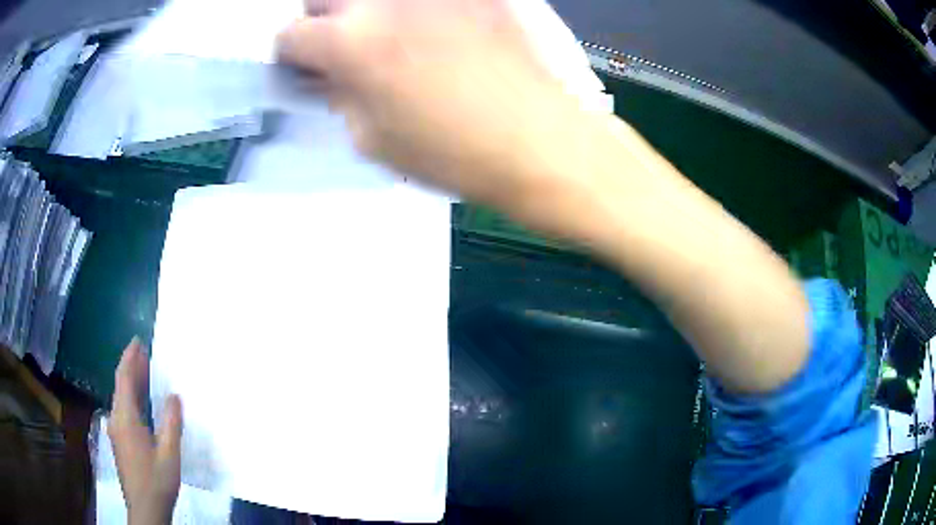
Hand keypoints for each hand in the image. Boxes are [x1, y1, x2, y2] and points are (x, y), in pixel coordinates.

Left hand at [109, 338, 182, 524]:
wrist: (145, 508)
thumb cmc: (157, 480)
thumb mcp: (169, 453)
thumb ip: (171, 423)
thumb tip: (174, 395)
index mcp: (125, 418)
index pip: (124, 379)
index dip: (129, 358)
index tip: (137, 341)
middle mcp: (116, 419)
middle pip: (120, 386)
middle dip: (130, 367)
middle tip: (143, 352)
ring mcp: (116, 430)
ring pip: (121, 398)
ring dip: (130, 382)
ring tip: (143, 371)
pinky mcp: (119, 440)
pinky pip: (123, 409)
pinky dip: (130, 398)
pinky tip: (140, 402)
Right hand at [277, 0, 588, 211]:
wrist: (538, 140)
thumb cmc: (452, 153)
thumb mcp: (373, 139)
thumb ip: (341, 96)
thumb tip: (329, 75)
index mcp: (349, 42)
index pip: (290, 34)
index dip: (291, 54)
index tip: (305, 67)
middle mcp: (383, 1)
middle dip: (322, 20)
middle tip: (340, 45)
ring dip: (367, 12)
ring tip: (389, 38)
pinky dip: (416, 11)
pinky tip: (433, 30)